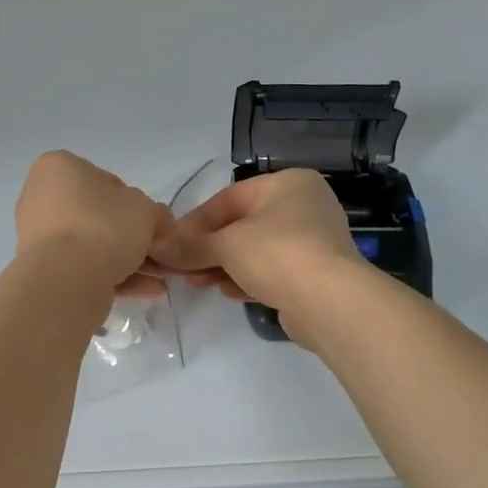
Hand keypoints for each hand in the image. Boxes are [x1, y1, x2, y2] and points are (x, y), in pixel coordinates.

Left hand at [15, 151, 172, 296]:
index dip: (136, 205)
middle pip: (98, 216)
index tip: (153, 226)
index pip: (107, 181)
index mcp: (59, 167)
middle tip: (158, 254)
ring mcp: (37, 235)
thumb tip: (157, 223)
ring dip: (126, 260)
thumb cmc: (104, 226)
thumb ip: (155, 212)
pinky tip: (145, 290)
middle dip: (131, 237)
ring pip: (91, 244)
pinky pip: (82, 267)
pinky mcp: (41, 268)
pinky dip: (112, 276)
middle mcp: (41, 196)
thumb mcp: (145, 209)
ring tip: (157, 278)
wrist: (67, 280)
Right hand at [150, 169, 367, 342]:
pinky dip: (246, 278)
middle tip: (181, 267)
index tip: (171, 243)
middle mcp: (304, 206)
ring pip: (255, 250)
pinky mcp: (314, 274)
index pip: (229, 198)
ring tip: (196, 282)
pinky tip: (225, 291)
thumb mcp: (226, 245)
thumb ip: (190, 245)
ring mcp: (313, 241)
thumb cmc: (278, 254)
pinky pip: (272, 270)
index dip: (195, 222)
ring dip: (223, 265)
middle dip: (208, 247)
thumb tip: (156, 247)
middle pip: (242, 224)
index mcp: (288, 183)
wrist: (331, 303)